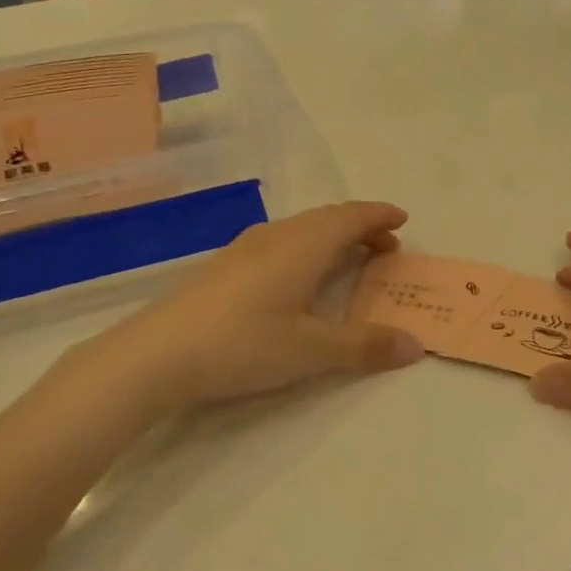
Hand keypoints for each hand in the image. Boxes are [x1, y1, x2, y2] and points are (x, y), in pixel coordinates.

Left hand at [99, 201, 424, 410]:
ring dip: (331, 237)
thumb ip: (364, 346)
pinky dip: (305, 248)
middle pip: (326, 218)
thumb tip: (415, 345)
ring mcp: (244, 248)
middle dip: (360, 227)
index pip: (351, 217)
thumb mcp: (311, 351)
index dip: (379, 216)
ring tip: (346, 260)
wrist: (155, 354)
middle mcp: (276, 236)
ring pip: (300, 229)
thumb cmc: (242, 344)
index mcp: (303, 246)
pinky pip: (280, 242)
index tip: (402, 221)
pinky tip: (295, 277)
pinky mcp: (223, 266)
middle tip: (384, 249)